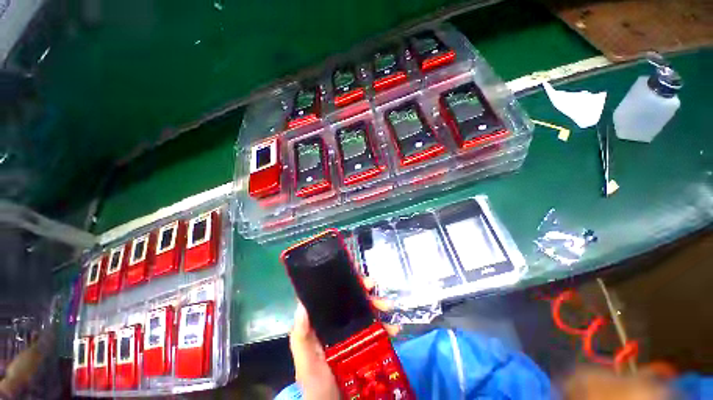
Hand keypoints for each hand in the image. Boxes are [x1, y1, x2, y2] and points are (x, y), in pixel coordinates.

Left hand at [289, 278, 398, 399]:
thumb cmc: (316, 382)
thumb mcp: (305, 359)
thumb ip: (301, 335)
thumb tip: (303, 303)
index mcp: (323, 320)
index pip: (332, 293)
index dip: (344, 281)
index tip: (355, 276)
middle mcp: (338, 321)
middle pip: (352, 298)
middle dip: (364, 290)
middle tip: (374, 287)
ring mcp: (353, 331)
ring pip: (366, 309)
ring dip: (378, 304)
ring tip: (388, 307)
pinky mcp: (365, 343)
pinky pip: (377, 329)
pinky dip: (387, 326)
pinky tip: (394, 329)